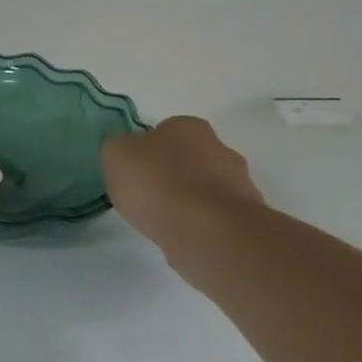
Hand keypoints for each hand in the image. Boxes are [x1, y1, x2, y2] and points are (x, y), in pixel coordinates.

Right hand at [103, 116, 264, 252]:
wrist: (206, 232)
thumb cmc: (156, 183)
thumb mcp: (115, 154)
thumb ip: (120, 148)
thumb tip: (129, 153)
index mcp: (188, 126)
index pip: (163, 131)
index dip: (146, 150)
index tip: (133, 171)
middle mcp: (220, 148)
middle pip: (189, 158)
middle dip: (172, 173)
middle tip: (146, 194)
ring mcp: (239, 184)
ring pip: (205, 187)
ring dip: (187, 199)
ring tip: (162, 219)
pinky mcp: (246, 219)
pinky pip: (214, 216)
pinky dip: (199, 223)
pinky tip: (181, 234)